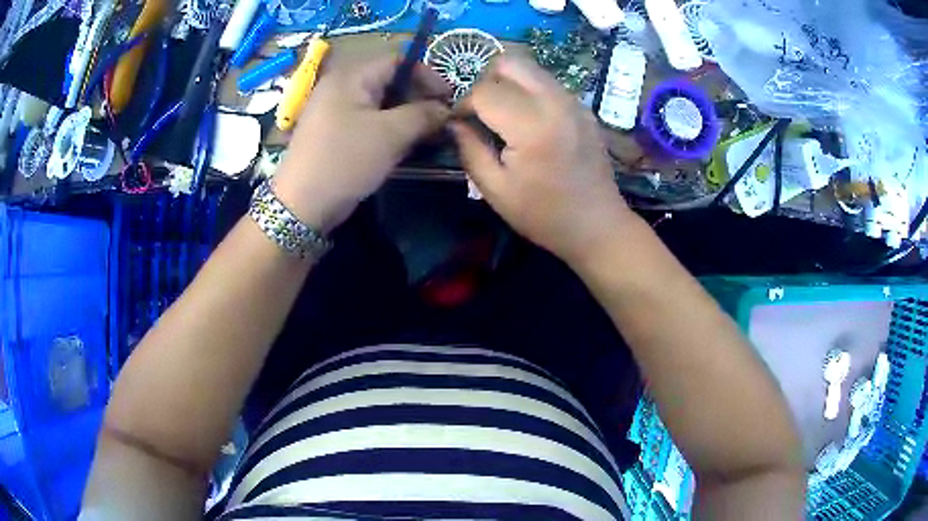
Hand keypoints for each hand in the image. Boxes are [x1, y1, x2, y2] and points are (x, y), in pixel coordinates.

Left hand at [275, 55, 451, 233]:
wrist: (302, 205)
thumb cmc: (346, 160)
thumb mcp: (390, 134)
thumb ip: (423, 115)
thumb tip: (446, 109)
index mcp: (351, 76)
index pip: (397, 60)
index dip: (427, 75)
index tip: (448, 98)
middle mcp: (341, 87)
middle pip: (389, 81)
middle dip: (418, 98)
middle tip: (439, 121)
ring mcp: (335, 111)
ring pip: (380, 104)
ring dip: (406, 117)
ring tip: (426, 136)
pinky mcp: (334, 133)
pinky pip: (368, 122)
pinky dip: (388, 130)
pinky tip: (402, 147)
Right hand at [452, 56, 630, 264]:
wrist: (597, 225)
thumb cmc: (544, 215)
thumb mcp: (496, 190)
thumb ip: (469, 149)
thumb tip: (453, 122)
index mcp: (532, 126)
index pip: (484, 91)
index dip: (463, 104)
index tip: (460, 124)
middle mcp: (555, 102)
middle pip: (509, 62)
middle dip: (486, 81)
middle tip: (481, 111)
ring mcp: (573, 101)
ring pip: (530, 67)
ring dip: (508, 83)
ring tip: (503, 115)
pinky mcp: (582, 106)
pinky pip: (547, 82)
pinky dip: (529, 91)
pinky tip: (528, 121)